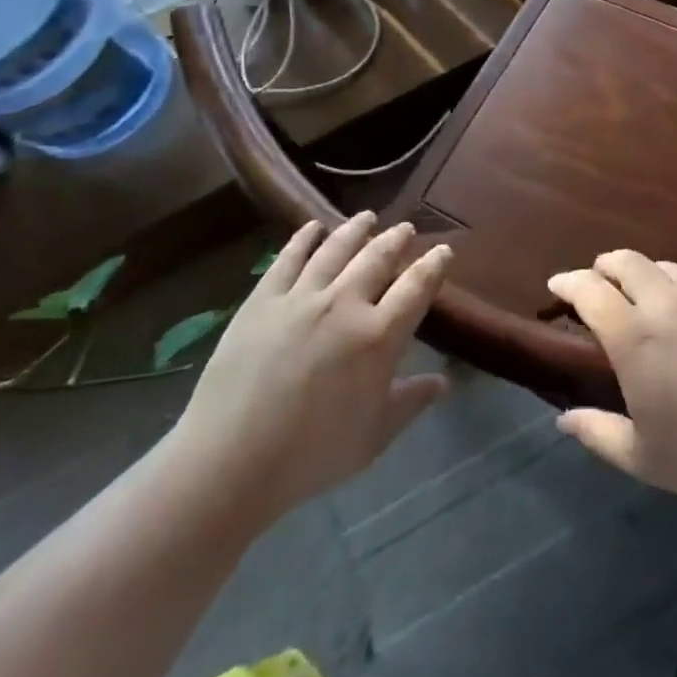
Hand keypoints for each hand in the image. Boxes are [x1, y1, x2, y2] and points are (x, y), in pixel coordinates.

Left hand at [171, 213, 450, 517]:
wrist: (231, 460)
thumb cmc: (311, 455)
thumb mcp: (373, 437)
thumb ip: (410, 402)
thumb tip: (444, 382)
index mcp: (378, 336)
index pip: (417, 287)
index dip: (434, 265)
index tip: (443, 251)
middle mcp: (345, 304)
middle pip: (378, 258)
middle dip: (396, 239)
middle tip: (405, 229)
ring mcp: (301, 297)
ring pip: (336, 249)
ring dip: (356, 229)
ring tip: (367, 217)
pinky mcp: (263, 299)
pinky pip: (289, 258)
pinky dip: (304, 238)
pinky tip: (313, 227)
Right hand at [547, 251, 676, 506]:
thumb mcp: (642, 458)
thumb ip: (597, 434)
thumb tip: (563, 420)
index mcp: (634, 338)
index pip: (589, 291)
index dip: (568, 282)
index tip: (557, 286)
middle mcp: (666, 305)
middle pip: (626, 261)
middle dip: (604, 265)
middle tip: (598, 280)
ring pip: (666, 266)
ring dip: (646, 273)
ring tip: (644, 292)